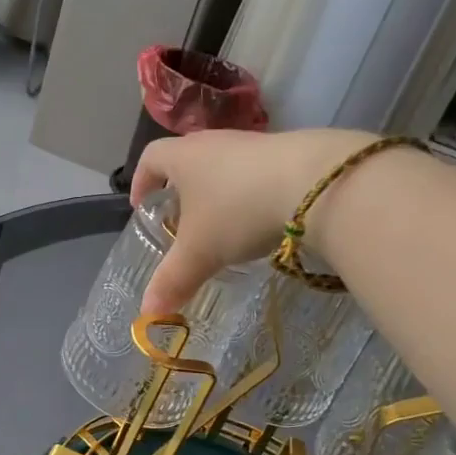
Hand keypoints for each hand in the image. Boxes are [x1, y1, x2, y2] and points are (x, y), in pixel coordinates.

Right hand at [130, 127, 374, 313]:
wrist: (314, 183)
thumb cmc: (238, 211)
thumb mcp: (200, 252)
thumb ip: (173, 281)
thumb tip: (148, 312)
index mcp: (183, 157)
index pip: (150, 159)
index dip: (141, 181)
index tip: (141, 207)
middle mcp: (214, 142)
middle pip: (187, 159)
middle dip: (180, 190)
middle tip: (181, 221)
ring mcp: (252, 143)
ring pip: (223, 166)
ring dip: (217, 192)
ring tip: (222, 225)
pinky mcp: (286, 151)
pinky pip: (255, 171)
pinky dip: (249, 193)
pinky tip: (260, 218)